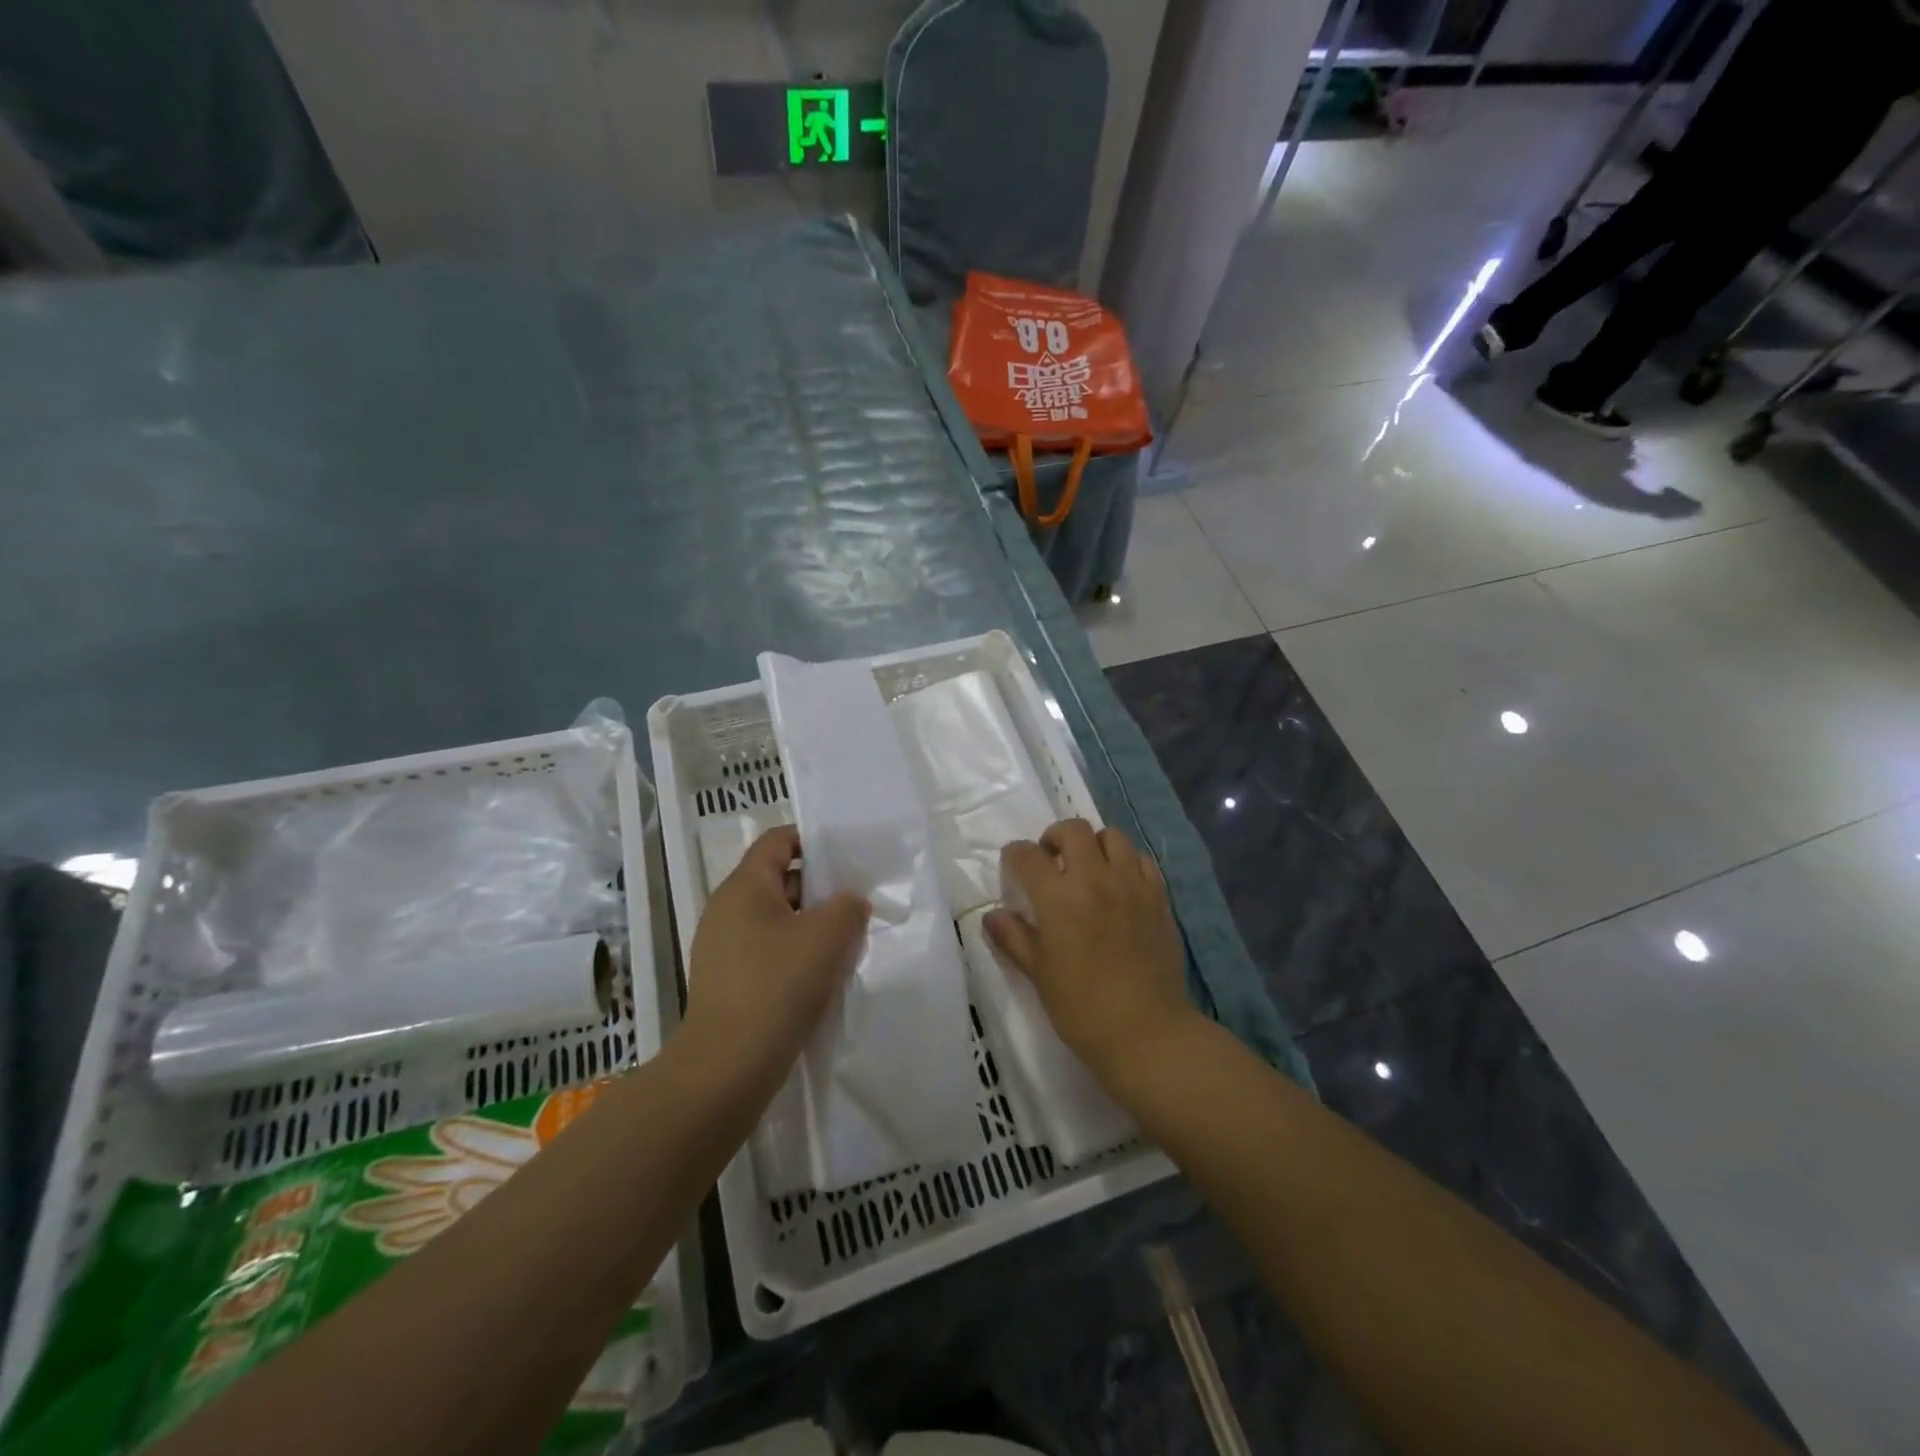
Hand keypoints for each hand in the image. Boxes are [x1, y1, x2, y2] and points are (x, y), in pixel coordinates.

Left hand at [684, 827, 868, 1099]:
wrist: (726, 1069)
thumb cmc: (777, 987)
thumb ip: (848, 907)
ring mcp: (723, 948)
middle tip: (856, 904)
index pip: (777, 840)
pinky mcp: (728, 982)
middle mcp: (727, 910)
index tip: (846, 856)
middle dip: (820, 888)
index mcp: (743, 887)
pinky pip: (767, 952)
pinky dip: (795, 955)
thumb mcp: (827, 937)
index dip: (812, 839)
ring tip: (846, 943)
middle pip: (779, 880)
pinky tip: (821, 978)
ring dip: (811, 926)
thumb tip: (849, 904)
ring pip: (777, 920)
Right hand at [984, 819, 1194, 1082]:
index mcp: (1059, 898)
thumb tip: (993, 915)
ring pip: (1112, 836)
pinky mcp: (1159, 897)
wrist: (1146, 1032)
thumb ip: (1013, 937)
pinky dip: (1125, 862)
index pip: (1028, 855)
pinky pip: (1141, 859)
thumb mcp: (1038, 974)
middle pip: (1073, 829)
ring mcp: (1132, 884)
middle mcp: (1096, 879)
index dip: (1015, 855)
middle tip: (1051, 860)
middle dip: (1055, 837)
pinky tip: (1119, 884)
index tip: (1013, 866)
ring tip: (1088, 868)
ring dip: (1093, 845)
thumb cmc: (1082, 1008)